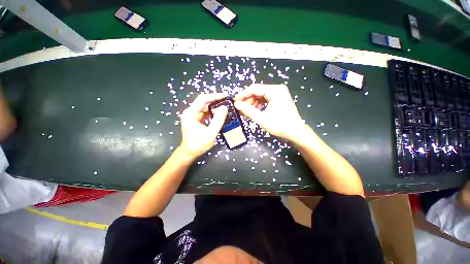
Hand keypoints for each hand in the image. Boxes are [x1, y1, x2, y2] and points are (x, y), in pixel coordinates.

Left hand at [178, 93, 227, 160]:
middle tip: (227, 101)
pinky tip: (218, 113)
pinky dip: (211, 111)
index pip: (203, 99)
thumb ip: (218, 120)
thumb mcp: (210, 133)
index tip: (226, 96)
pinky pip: (204, 112)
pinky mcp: (194, 119)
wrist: (189, 153)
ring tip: (225, 106)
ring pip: (204, 106)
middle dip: (215, 100)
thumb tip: (225, 108)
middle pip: (203, 101)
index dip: (215, 96)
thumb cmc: (198, 144)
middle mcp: (190, 112)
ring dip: (214, 106)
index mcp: (191, 114)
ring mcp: (191, 115)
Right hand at [234, 84, 304, 141]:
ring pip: (260, 96)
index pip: (254, 88)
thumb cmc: (280, 125)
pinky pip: (265, 100)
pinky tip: (254, 112)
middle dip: (247, 100)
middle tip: (240, 109)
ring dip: (252, 104)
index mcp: (275, 91)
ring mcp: (279, 94)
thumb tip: (236, 104)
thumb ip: (248, 110)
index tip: (234, 101)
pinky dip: (258, 105)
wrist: (296, 132)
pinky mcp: (279, 99)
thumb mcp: (262, 119)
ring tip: (245, 112)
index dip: (243, 94)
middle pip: (257, 92)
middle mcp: (277, 89)